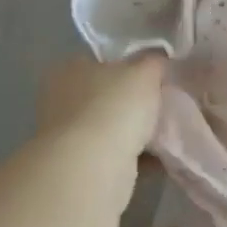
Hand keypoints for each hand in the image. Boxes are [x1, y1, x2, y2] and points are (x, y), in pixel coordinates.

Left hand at [39, 53, 164, 157]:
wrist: (93, 165)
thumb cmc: (115, 106)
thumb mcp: (146, 71)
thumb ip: (154, 62)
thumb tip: (158, 60)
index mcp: (70, 69)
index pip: (103, 61)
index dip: (130, 66)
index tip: (155, 77)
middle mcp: (61, 98)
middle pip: (107, 95)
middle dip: (133, 102)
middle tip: (163, 104)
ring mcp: (66, 134)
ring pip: (111, 126)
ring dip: (135, 131)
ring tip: (166, 132)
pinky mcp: (76, 164)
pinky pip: (114, 153)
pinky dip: (135, 155)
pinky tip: (158, 156)